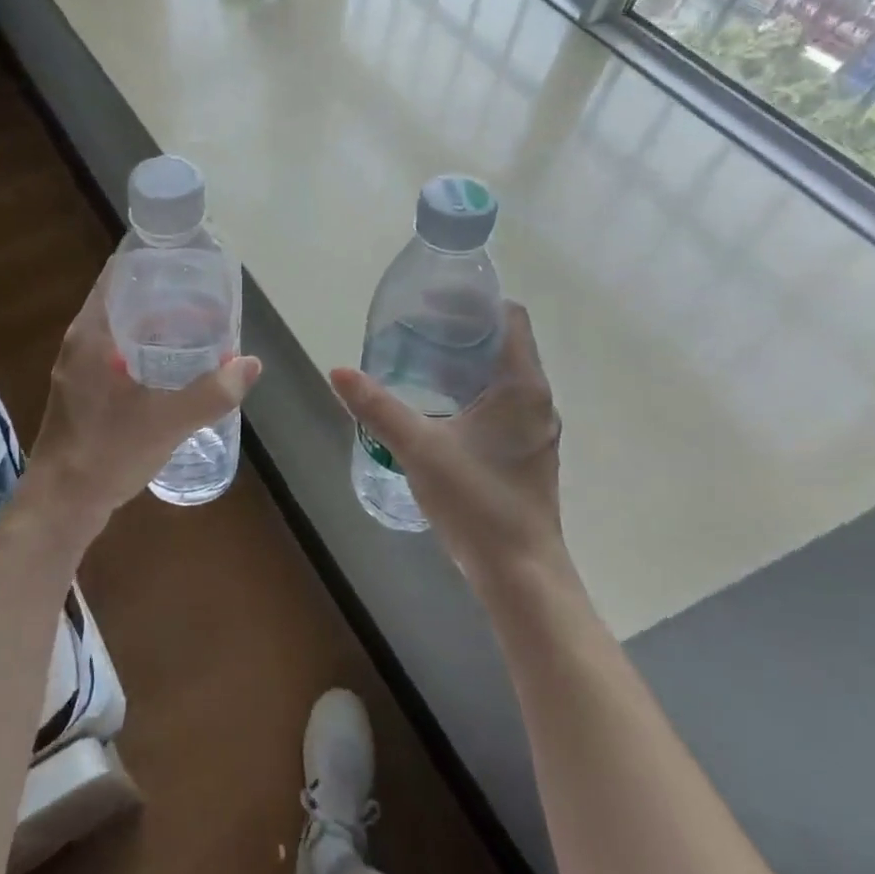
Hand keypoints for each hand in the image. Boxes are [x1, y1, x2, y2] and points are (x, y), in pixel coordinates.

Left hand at [22, 259, 260, 543]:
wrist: (62, 504)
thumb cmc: (108, 452)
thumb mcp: (167, 421)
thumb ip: (213, 393)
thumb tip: (251, 364)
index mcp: (91, 334)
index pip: (117, 276)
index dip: (150, 261)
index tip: (186, 258)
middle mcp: (80, 343)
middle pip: (122, 300)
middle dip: (162, 294)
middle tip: (204, 294)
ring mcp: (78, 369)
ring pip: (120, 330)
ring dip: (154, 324)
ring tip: (197, 325)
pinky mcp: (82, 392)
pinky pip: (116, 354)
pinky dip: (144, 350)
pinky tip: (173, 367)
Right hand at [330, 302, 562, 589]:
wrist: (520, 573)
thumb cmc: (477, 501)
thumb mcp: (419, 448)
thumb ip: (378, 408)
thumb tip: (338, 371)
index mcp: (521, 387)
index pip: (510, 318)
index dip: (475, 301)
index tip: (434, 300)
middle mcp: (536, 400)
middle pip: (504, 344)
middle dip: (461, 331)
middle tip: (415, 328)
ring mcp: (534, 428)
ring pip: (501, 376)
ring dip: (465, 363)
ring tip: (419, 361)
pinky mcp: (526, 452)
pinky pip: (501, 403)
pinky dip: (471, 391)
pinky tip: (437, 406)